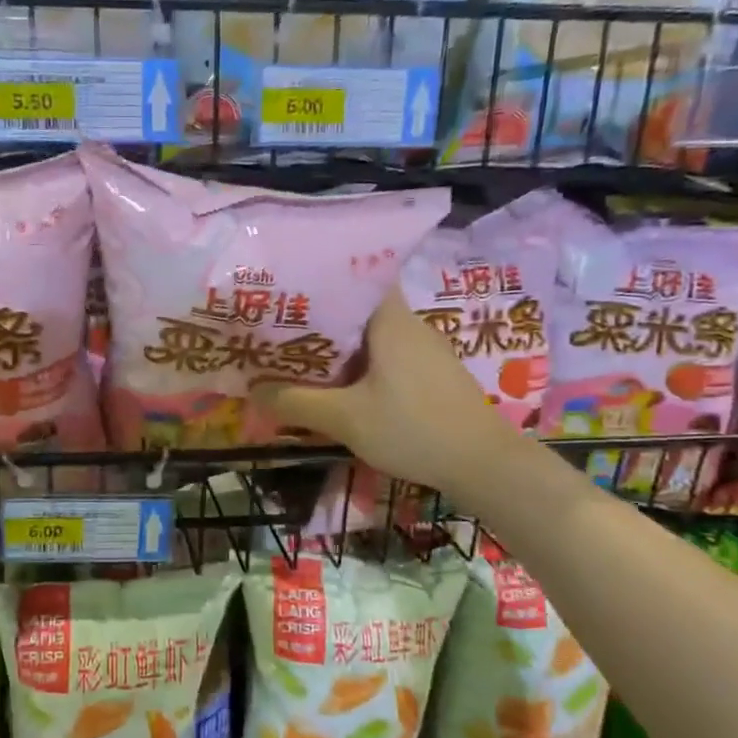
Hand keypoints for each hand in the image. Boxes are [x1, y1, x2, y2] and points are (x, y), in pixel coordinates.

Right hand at [252, 288, 517, 493]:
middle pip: (358, 306)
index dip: (321, 275)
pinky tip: (338, 384)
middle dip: (319, 315)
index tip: (286, 286)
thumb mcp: (345, 419)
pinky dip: (359, 363)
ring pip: (371, 334)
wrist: (484, 464)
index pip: (357, 273)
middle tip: (279, 326)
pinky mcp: (431, 374)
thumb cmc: (413, 429)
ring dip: (337, 343)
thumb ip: (295, 402)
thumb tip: (252, 391)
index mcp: (390, 319)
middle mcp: (409, 324)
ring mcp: (424, 350)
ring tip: (298, 354)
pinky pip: (385, 355)